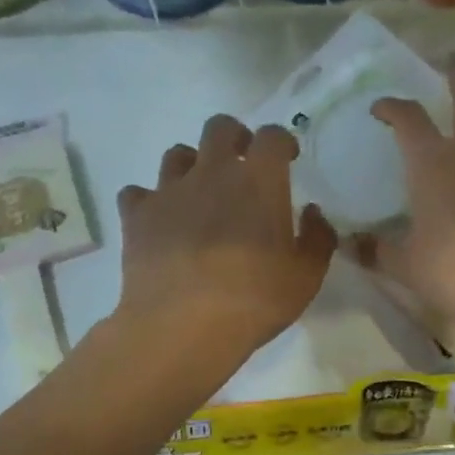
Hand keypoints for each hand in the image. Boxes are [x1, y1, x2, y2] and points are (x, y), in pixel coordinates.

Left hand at [115, 115, 336, 366]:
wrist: (181, 326)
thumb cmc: (254, 300)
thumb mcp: (306, 277)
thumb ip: (317, 238)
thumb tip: (313, 212)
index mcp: (258, 181)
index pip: (272, 136)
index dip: (282, 141)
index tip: (287, 158)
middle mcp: (212, 173)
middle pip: (219, 128)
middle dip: (235, 138)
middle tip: (243, 164)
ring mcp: (169, 191)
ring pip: (177, 154)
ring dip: (193, 166)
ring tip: (201, 193)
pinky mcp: (137, 216)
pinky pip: (138, 193)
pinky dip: (150, 201)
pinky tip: (160, 221)